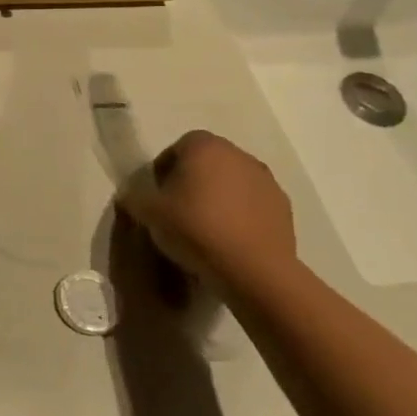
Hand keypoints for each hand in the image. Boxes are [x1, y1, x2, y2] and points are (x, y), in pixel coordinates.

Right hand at [122, 130, 299, 290]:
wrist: (253, 269)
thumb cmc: (194, 228)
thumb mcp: (147, 212)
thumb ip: (134, 196)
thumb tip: (132, 195)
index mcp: (205, 146)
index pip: (178, 147)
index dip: (164, 168)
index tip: (158, 193)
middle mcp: (239, 155)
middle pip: (208, 162)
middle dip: (192, 180)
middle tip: (177, 208)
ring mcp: (267, 181)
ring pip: (232, 182)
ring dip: (218, 197)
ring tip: (204, 226)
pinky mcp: (284, 208)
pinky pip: (252, 204)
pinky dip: (239, 214)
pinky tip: (227, 238)